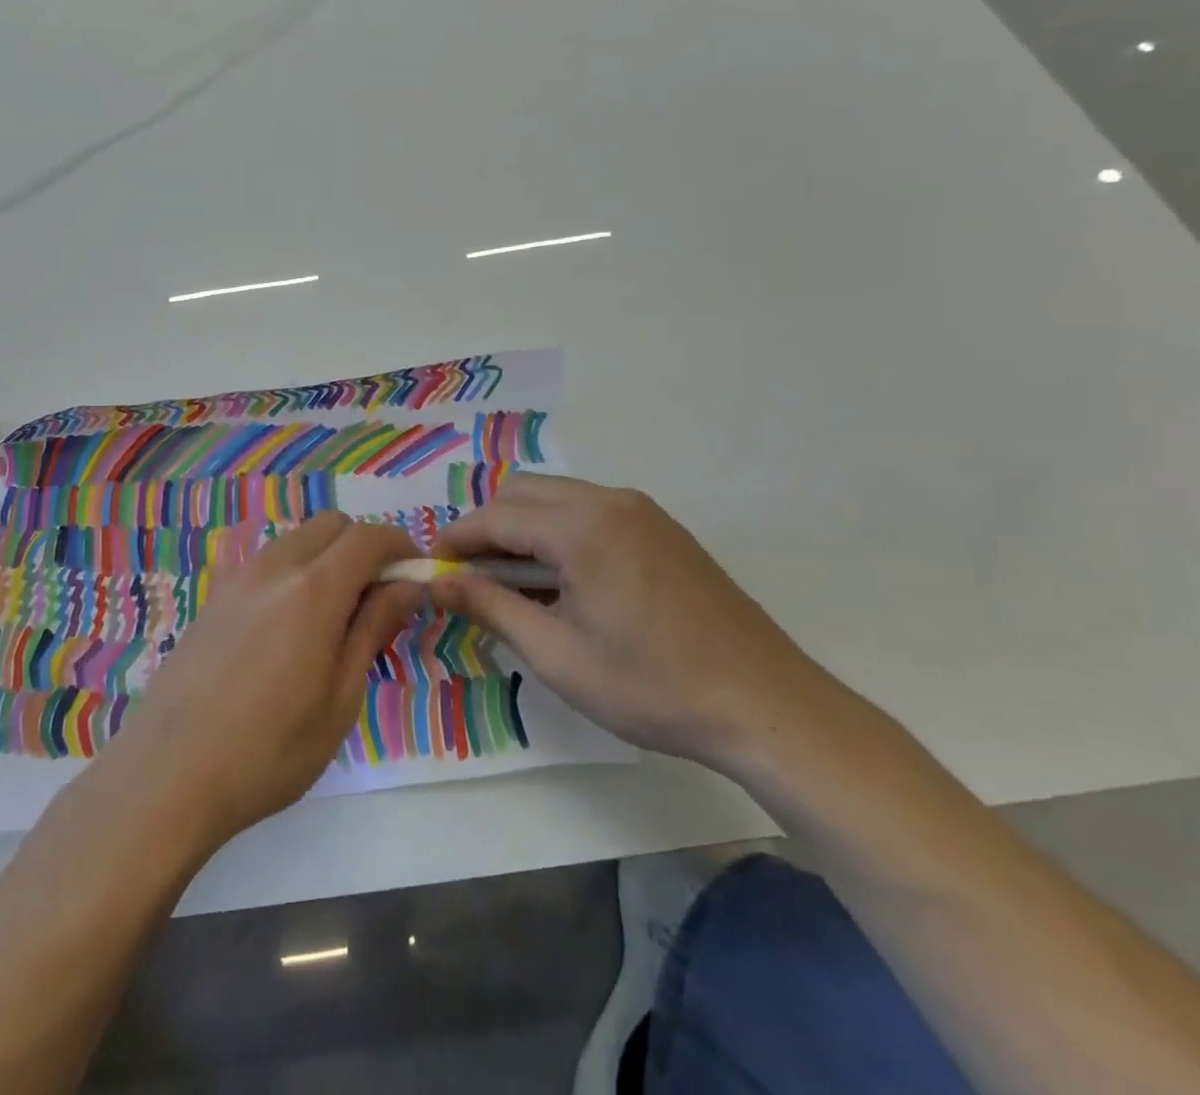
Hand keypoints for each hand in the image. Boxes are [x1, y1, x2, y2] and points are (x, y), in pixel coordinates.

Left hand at [98, 512, 422, 848]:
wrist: (169, 773)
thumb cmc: (270, 749)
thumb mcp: (340, 697)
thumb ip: (374, 629)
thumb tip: (406, 586)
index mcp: (313, 588)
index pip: (368, 537)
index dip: (400, 545)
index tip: (417, 573)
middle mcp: (274, 566)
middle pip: (331, 525)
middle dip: (364, 546)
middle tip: (378, 598)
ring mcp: (237, 577)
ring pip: (297, 540)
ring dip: (328, 557)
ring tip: (335, 617)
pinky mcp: (214, 596)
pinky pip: (267, 562)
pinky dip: (294, 572)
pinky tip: (289, 628)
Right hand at [430, 474, 835, 771]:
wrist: (767, 706)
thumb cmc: (652, 687)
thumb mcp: (557, 655)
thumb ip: (490, 607)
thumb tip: (436, 582)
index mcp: (581, 526)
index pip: (495, 516)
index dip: (456, 539)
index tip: (432, 568)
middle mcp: (608, 501)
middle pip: (522, 491)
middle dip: (486, 527)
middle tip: (472, 578)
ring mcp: (641, 510)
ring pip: (555, 496)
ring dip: (522, 527)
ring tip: (514, 583)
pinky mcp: (661, 527)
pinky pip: (588, 510)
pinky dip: (558, 530)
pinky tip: (563, 581)